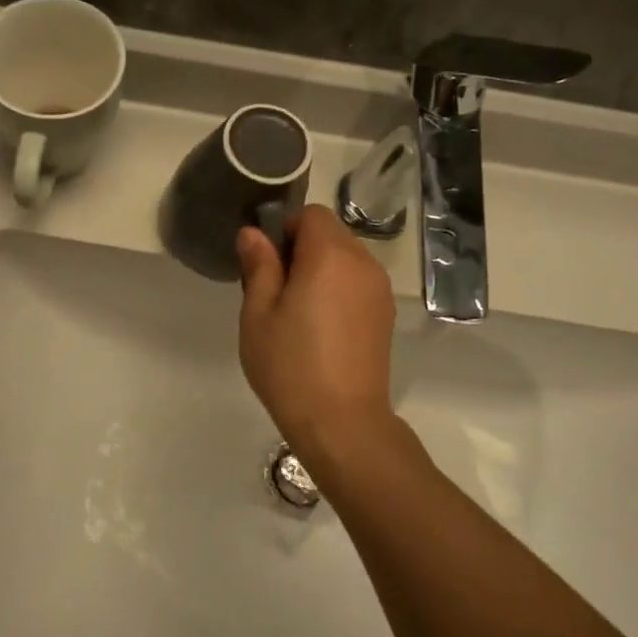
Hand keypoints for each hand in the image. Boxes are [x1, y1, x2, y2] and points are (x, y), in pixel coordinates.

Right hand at [235, 206, 397, 459]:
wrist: (342, 421)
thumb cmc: (290, 365)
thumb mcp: (258, 314)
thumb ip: (258, 266)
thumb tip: (253, 234)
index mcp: (330, 256)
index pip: (311, 215)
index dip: (285, 231)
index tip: (268, 266)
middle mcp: (363, 263)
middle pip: (331, 233)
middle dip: (302, 249)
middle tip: (276, 293)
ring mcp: (379, 290)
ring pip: (345, 258)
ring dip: (320, 270)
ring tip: (298, 313)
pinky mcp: (384, 315)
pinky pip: (357, 283)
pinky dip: (338, 290)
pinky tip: (321, 328)